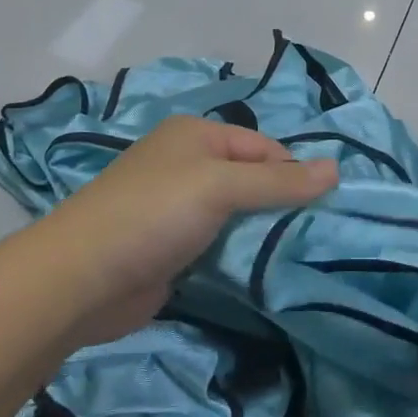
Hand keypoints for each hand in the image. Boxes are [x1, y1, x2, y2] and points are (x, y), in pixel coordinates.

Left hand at [45, 115, 338, 347]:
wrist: (80, 280)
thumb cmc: (154, 215)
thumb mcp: (221, 187)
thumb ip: (280, 182)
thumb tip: (337, 168)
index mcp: (196, 136)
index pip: (264, 147)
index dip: (294, 173)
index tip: (325, 207)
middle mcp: (187, 165)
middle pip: (252, 180)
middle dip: (281, 204)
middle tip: (317, 234)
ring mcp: (178, 208)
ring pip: (238, 214)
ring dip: (262, 232)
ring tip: (298, 254)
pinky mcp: (173, 248)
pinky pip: (220, 243)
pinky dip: (240, 254)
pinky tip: (262, 271)